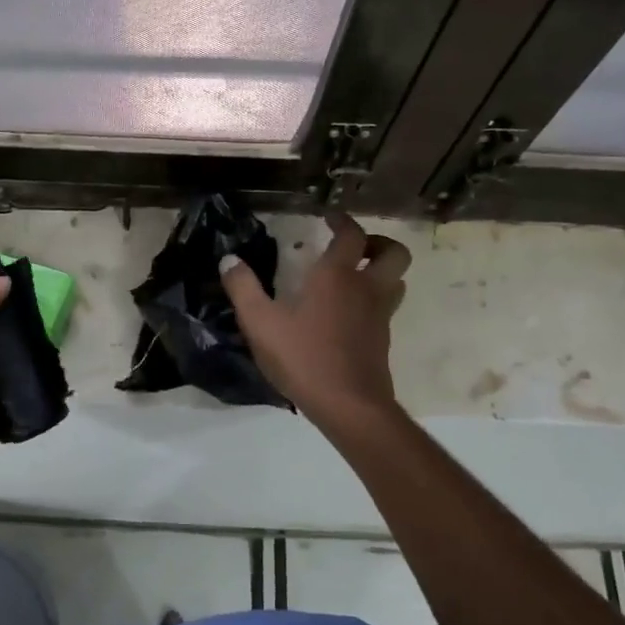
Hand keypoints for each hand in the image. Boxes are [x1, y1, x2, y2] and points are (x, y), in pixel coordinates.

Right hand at [221, 211, 409, 428]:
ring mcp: (380, 316)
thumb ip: (243, 288)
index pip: (352, 234)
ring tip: (355, 277)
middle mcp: (366, 289)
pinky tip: (348, 314)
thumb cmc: (303, 358)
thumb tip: (228, 260)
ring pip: (396, 281)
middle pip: (394, 253)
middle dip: (377, 243)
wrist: (349, 406)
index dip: (343, 221)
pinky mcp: (382, 340)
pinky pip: (386, 308)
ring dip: (381, 271)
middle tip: (353, 248)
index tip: (328, 218)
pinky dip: (374, 301)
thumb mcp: (260, 323)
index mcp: (337, 276)